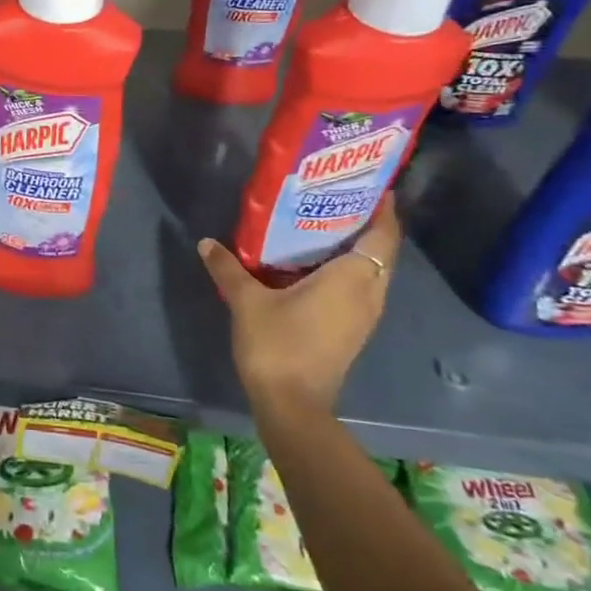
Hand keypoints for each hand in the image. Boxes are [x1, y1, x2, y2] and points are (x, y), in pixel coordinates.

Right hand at [197, 202, 399, 415]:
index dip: (384, 210)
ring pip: (372, 272)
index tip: (373, 186)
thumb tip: (206, 242)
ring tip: (326, 225)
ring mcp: (364, 316)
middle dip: (368, 224)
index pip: (382, 236)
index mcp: (352, 279)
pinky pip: (360, 288)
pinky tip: (316, 264)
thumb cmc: (277, 344)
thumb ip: (228, 268)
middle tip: (339, 198)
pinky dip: (348, 270)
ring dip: (358, 249)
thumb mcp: (246, 301)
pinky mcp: (353, 331)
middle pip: (381, 252)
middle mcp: (368, 294)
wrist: (292, 405)